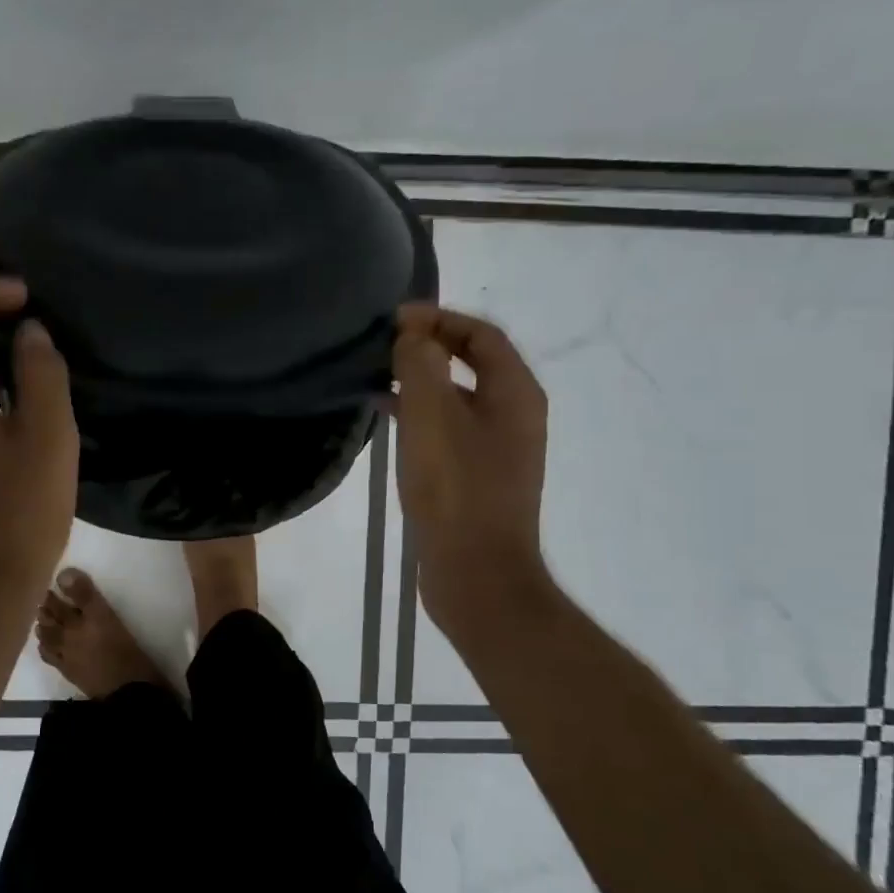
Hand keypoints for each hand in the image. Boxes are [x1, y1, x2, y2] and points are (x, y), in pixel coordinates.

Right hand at [392, 303, 552, 638]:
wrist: (476, 574)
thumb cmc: (456, 490)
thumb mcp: (431, 418)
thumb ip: (422, 366)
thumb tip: (414, 335)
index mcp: (515, 393)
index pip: (482, 334)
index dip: (439, 318)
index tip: (395, 320)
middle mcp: (515, 414)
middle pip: (473, 362)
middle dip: (430, 347)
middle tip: (383, 345)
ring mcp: (499, 448)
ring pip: (458, 396)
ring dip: (422, 380)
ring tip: (377, 377)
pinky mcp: (479, 475)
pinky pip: (450, 427)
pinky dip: (421, 414)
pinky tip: (388, 421)